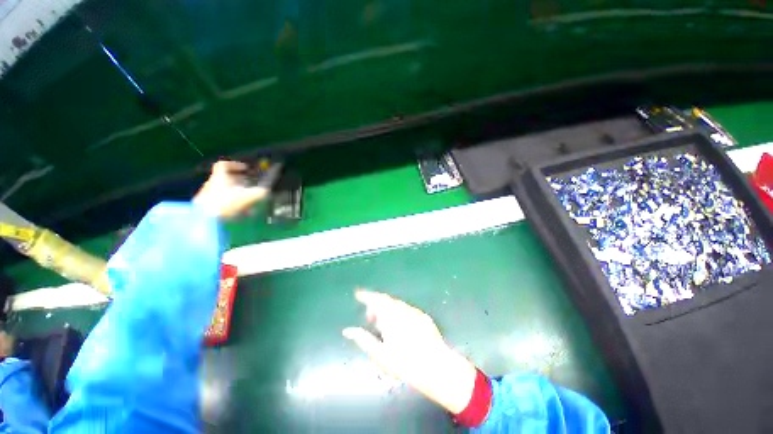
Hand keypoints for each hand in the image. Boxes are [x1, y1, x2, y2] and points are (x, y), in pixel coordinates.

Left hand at [193, 161, 270, 218]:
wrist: (204, 222)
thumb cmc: (226, 205)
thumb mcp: (247, 198)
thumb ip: (259, 193)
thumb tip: (266, 191)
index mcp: (219, 178)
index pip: (224, 165)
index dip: (235, 165)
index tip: (246, 169)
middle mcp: (211, 184)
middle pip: (225, 179)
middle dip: (239, 183)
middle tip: (250, 187)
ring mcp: (206, 196)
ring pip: (224, 192)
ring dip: (237, 195)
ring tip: (248, 203)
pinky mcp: (205, 208)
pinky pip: (220, 203)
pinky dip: (231, 205)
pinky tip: (240, 214)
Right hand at [343, 290, 476, 413]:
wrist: (435, 366)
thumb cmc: (403, 362)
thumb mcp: (379, 354)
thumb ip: (362, 339)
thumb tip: (347, 330)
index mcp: (389, 314)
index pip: (374, 299)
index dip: (365, 295)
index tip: (357, 294)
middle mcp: (402, 308)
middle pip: (386, 300)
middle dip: (376, 305)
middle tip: (369, 317)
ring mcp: (414, 312)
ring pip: (397, 305)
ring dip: (387, 310)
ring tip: (383, 325)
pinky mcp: (423, 317)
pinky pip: (407, 310)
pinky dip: (399, 313)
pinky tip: (400, 327)